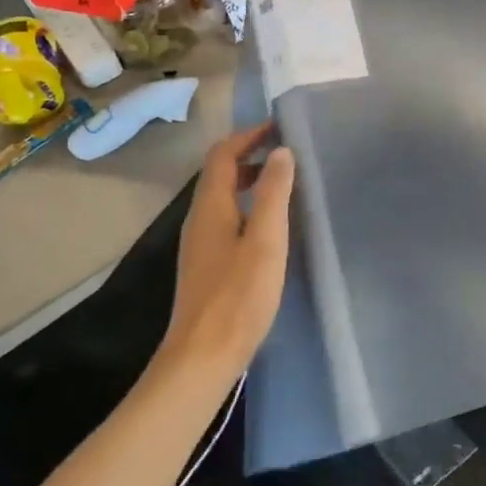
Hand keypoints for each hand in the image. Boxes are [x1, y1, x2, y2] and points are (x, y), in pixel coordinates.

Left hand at [165, 124, 295, 371]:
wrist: (202, 358)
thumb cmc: (238, 297)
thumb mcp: (266, 241)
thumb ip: (274, 193)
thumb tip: (281, 151)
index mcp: (211, 207)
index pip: (223, 155)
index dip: (249, 135)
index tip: (280, 127)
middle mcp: (199, 218)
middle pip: (219, 172)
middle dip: (250, 154)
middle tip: (286, 151)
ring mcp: (200, 243)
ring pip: (223, 196)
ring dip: (249, 179)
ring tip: (283, 181)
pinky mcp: (206, 263)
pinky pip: (226, 217)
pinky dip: (247, 204)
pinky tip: (269, 223)